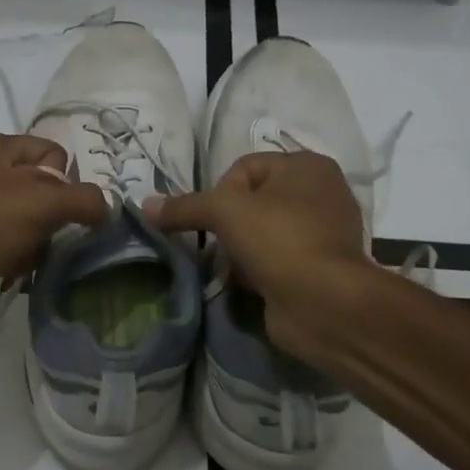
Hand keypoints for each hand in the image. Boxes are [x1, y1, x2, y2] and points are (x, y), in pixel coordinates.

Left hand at [0, 134, 105, 347]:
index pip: (52, 152)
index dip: (65, 182)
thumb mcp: (43, 204)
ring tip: (30, 257)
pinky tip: (16, 269)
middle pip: (42, 186)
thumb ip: (85, 200)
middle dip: (53, 215)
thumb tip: (106, 209)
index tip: (59, 211)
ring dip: (38, 239)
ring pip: (29, 216)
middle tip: (46, 236)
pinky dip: (20, 254)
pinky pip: (10, 240)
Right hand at [145, 152, 369, 367]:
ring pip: (262, 233)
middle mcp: (321, 192)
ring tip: (234, 268)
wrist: (325, 304)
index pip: (245, 167)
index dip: (221, 192)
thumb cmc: (279, 240)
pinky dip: (258, 270)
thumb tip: (145, 205)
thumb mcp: (225, 211)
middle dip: (229, 225)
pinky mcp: (319, 268)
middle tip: (222, 245)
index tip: (214, 220)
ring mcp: (323, 233)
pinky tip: (250, 284)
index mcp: (308, 165)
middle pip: (252, 201)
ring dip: (241, 250)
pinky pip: (276, 259)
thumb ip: (184, 206)